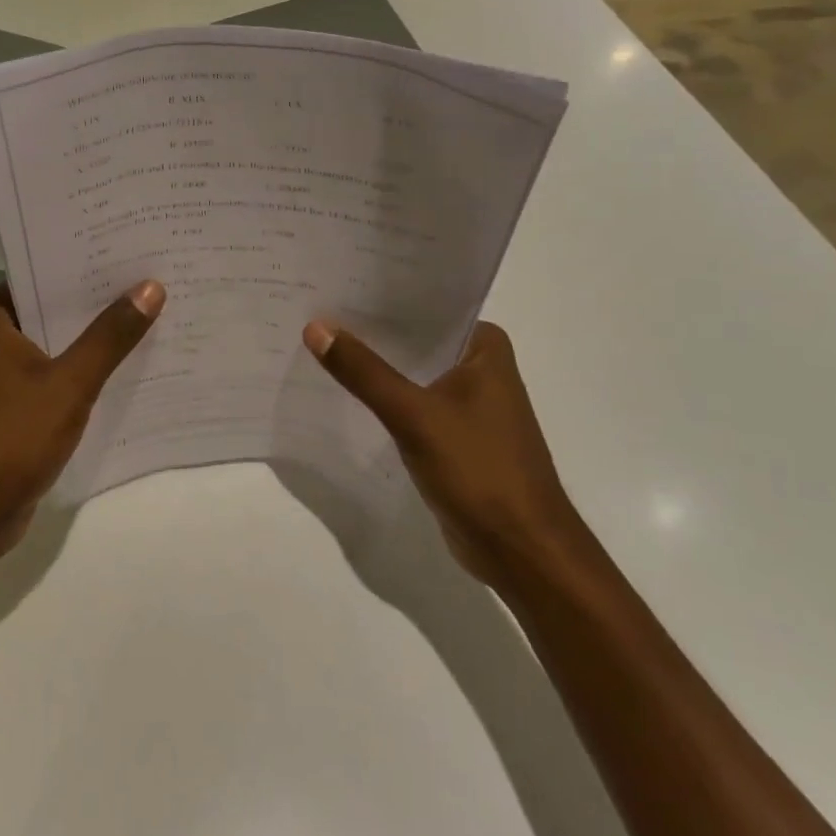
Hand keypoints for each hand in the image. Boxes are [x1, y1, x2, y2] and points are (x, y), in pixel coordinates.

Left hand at [0, 281, 165, 566]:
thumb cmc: (8, 440)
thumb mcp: (68, 383)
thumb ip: (110, 336)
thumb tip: (151, 286)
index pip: (45, 268)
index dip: (89, 260)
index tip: (135, 247)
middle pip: (55, 305)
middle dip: (101, 299)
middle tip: (157, 277)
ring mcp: (3, 372)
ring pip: (59, 341)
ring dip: (97, 337)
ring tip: (155, 314)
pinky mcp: (15, 405)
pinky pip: (58, 373)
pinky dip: (86, 370)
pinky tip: (130, 366)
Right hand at [303, 318, 577, 583]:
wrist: (521, 551)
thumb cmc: (480, 470)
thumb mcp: (414, 415)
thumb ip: (364, 372)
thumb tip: (315, 327)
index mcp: (485, 347)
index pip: (425, 307)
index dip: (380, 297)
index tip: (333, 284)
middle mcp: (480, 367)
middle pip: (415, 339)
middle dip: (370, 331)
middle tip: (314, 312)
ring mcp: (468, 403)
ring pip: (411, 372)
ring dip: (375, 366)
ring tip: (319, 343)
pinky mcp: (454, 435)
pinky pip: (411, 403)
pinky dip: (383, 398)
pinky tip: (344, 391)